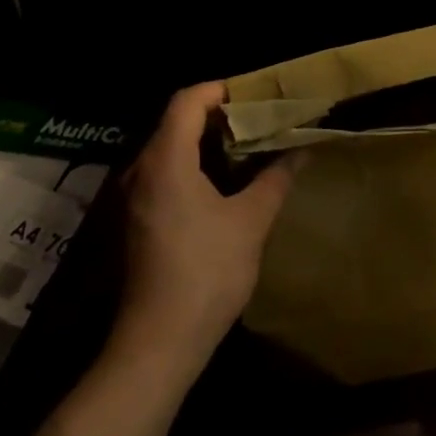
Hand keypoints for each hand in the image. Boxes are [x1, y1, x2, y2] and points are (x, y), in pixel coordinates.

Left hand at [113, 83, 295, 380]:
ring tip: (247, 149)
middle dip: (219, 116)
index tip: (254, 98)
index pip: (187, 100)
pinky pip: (163, 173)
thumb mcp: (251, 222)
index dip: (220, 90)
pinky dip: (193, 166)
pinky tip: (223, 185)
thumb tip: (301, 150)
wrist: (157, 345)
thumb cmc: (206, 273)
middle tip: (258, 122)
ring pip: (169, 148)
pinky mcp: (135, 220)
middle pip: (176, 121)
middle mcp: (141, 169)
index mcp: (166, 160)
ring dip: (206, 143)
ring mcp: (133, 196)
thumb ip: (275, 178)